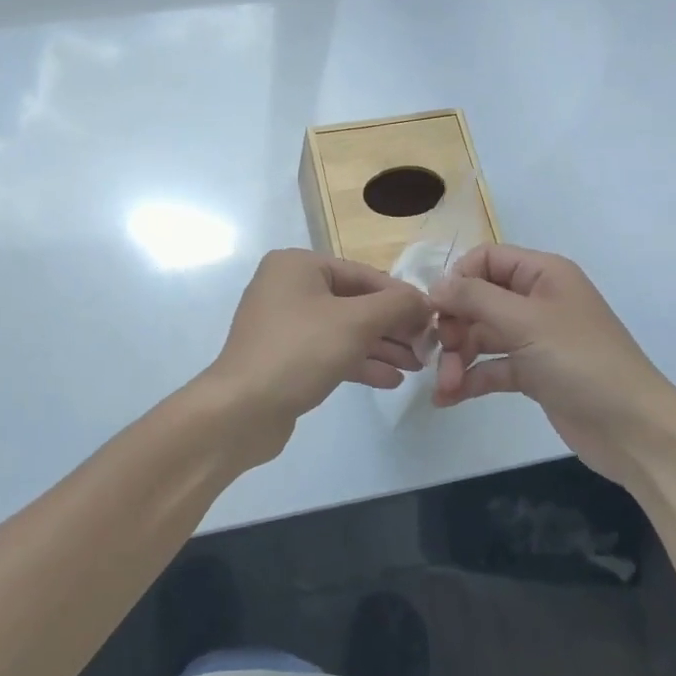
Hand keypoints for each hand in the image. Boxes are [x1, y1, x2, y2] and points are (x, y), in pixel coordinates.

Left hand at [200, 249, 432, 462]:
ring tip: (416, 366)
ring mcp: (284, 324)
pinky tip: (391, 380)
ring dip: (381, 347)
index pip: (363, 274)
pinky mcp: (285, 357)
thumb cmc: (299, 351)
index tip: (433, 319)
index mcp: (298, 265)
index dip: (401, 297)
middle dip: (393, 326)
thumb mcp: (355, 323)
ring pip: (344, 330)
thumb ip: (395, 306)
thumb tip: (423, 300)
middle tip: (427, 347)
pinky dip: (359, 362)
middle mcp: (288, 287)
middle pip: (355, 302)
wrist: (241, 410)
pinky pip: (330, 352)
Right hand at [432, 245, 675, 485]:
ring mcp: (535, 338)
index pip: (487, 259)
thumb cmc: (581, 361)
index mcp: (543, 274)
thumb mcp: (525, 322)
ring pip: (481, 336)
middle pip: (479, 299)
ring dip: (457, 358)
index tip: (435, 309)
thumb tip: (434, 286)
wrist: (633, 429)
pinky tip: (448, 398)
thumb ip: (475, 298)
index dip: (458, 279)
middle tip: (438, 352)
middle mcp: (537, 300)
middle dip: (453, 325)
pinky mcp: (533, 373)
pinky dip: (470, 379)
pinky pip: (491, 367)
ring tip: (444, 386)